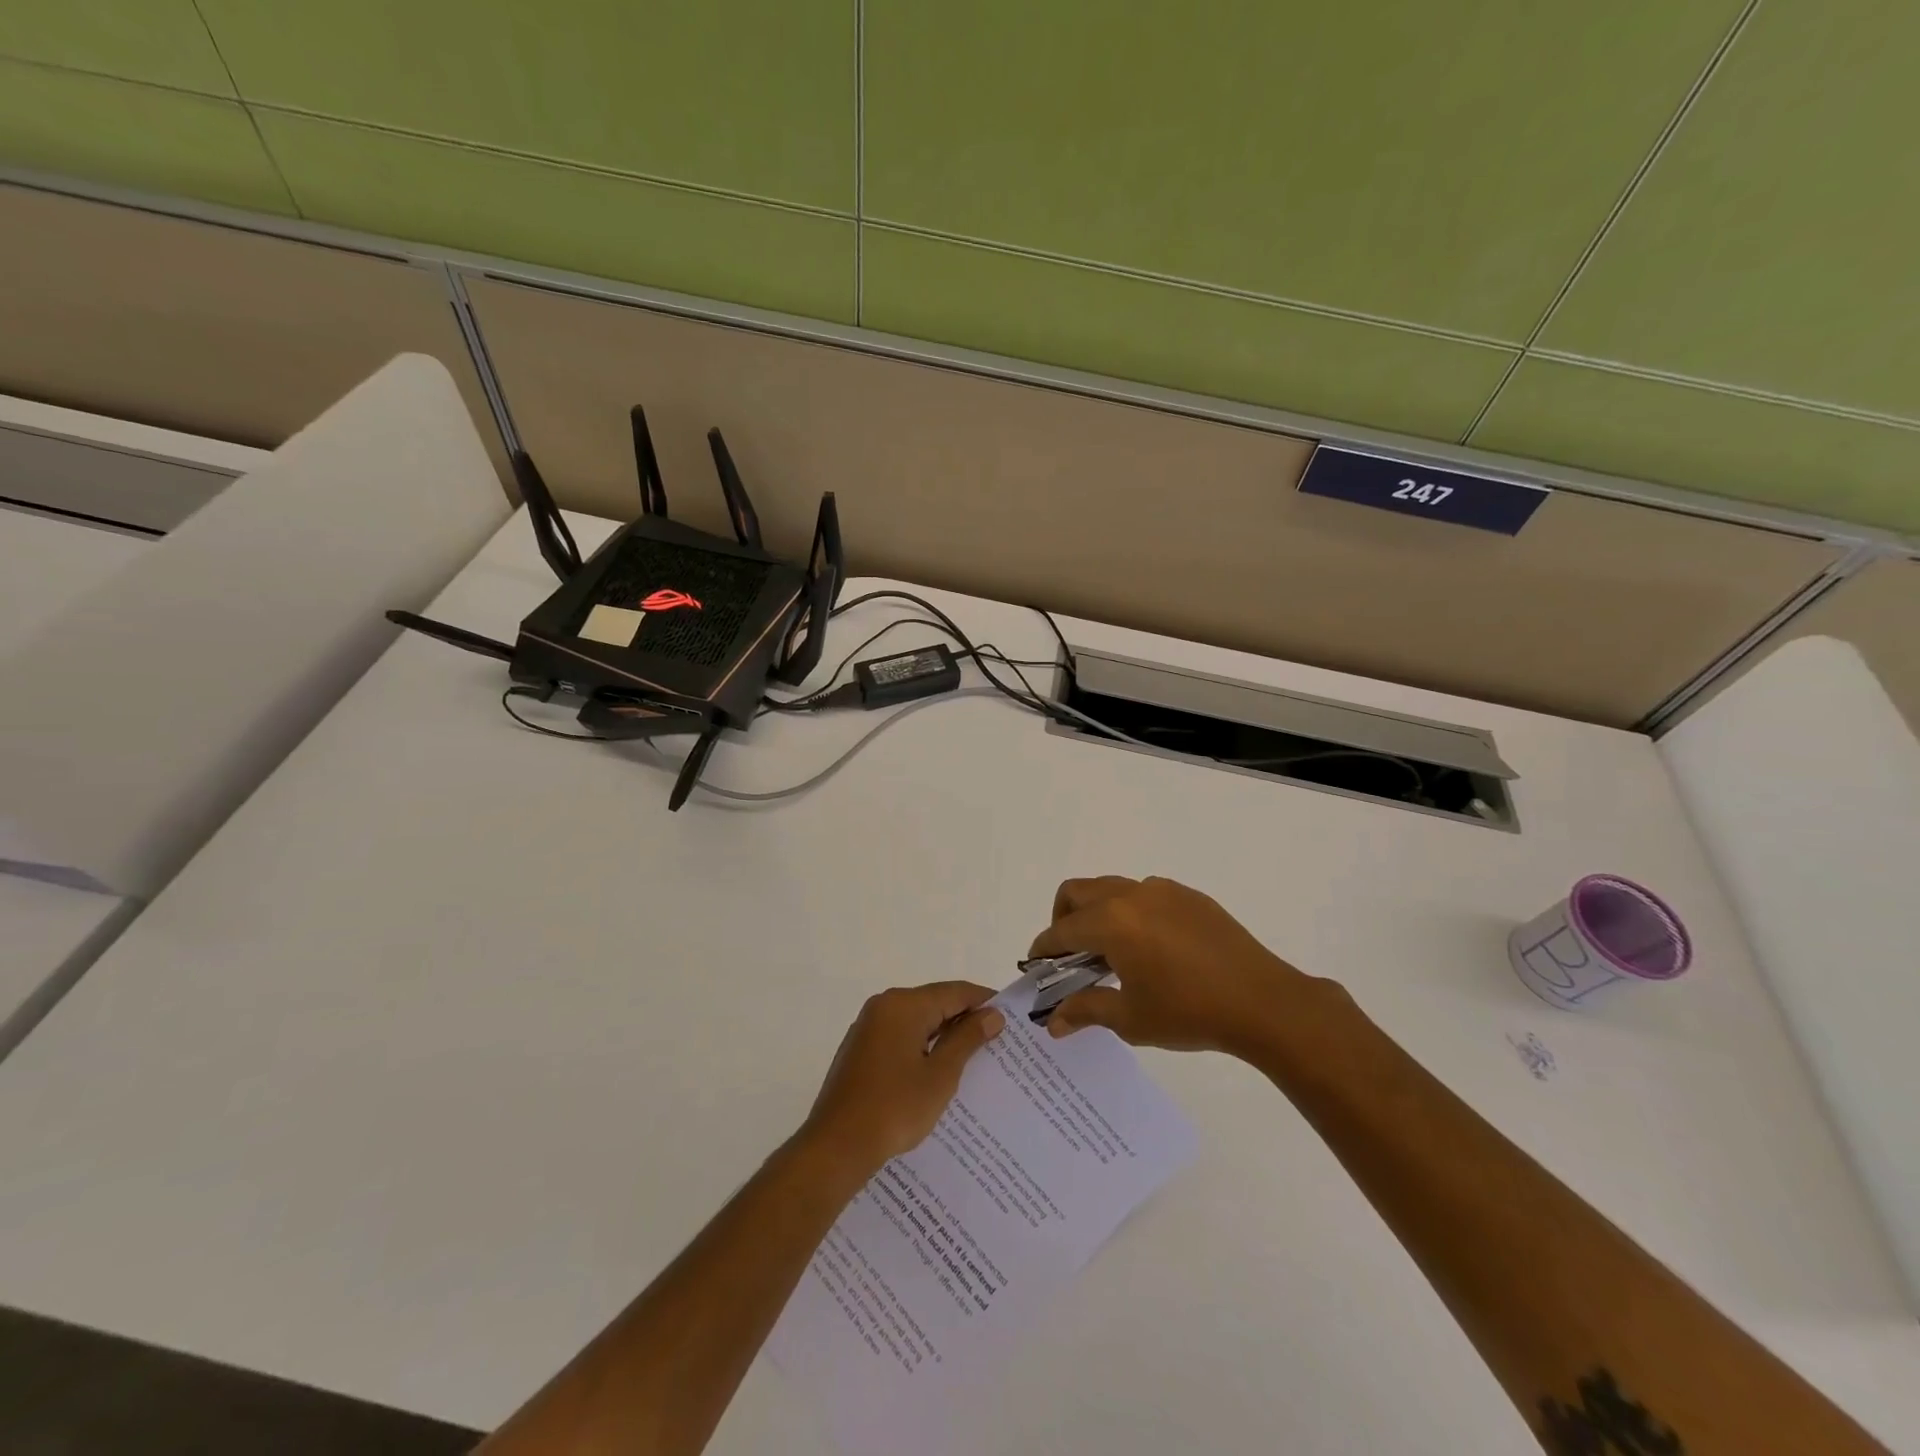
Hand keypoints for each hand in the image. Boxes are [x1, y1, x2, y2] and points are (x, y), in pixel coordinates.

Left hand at [799, 982, 1005, 1181]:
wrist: (836, 1147)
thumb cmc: (894, 1108)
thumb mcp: (940, 1075)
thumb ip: (967, 1039)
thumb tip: (992, 1014)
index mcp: (904, 1005)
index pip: (954, 992)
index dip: (984, 1001)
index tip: (1011, 1016)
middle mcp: (884, 1006)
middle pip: (934, 1002)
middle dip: (965, 1019)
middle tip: (998, 1039)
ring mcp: (868, 1027)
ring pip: (917, 1021)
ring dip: (944, 1035)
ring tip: (974, 1057)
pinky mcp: (860, 1050)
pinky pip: (900, 1037)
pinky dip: (922, 1046)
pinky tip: (938, 1070)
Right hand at [1030, 876, 1335, 1058]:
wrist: (1263, 1002)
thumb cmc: (1189, 1012)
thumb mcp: (1131, 1018)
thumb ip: (1086, 1011)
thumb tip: (1053, 1022)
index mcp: (1111, 922)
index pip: (1061, 931)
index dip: (1043, 950)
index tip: (1038, 968)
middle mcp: (1131, 895)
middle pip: (1077, 892)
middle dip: (1063, 920)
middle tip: (1071, 957)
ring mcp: (1162, 891)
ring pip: (1111, 888)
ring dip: (1097, 913)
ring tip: (1112, 954)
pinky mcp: (1188, 896)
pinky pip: (1144, 894)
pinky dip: (1130, 912)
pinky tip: (1151, 949)